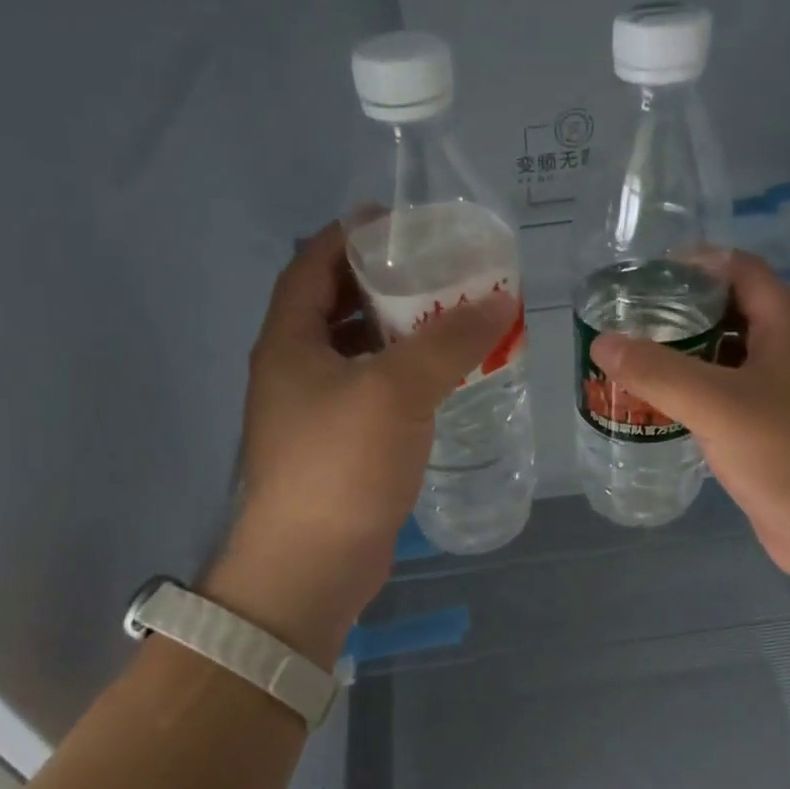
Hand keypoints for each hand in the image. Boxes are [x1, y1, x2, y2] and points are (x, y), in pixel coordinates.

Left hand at [205, 224, 517, 669]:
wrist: (312, 565)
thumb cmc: (342, 465)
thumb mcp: (397, 390)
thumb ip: (447, 341)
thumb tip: (499, 300)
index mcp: (290, 340)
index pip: (313, 262)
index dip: (352, 234)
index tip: (403, 223)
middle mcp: (294, 368)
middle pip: (336, 304)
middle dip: (384, 282)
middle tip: (440, 272)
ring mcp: (313, 410)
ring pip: (356, 351)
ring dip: (397, 331)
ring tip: (449, 318)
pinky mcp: (337, 446)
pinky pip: (371, 391)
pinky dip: (402, 375)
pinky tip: (441, 378)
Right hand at [590, 252, 789, 588]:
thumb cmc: (787, 455)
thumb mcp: (716, 405)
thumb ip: (657, 371)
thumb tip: (603, 342)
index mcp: (786, 329)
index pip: (742, 269)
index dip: (697, 262)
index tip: (646, 275)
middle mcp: (786, 353)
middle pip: (731, 311)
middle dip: (682, 310)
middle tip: (630, 320)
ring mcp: (781, 395)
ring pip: (726, 357)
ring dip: (685, 354)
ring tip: (634, 360)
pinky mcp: (770, 432)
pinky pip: (726, 397)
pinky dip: (693, 393)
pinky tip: (660, 407)